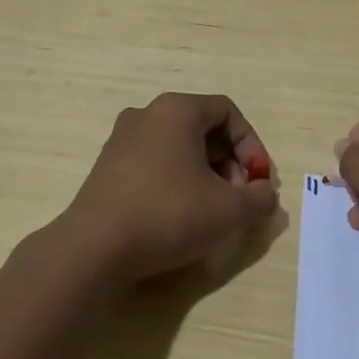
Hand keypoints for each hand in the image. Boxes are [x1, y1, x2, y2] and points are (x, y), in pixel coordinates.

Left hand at [59, 93, 277, 284]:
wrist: (94, 248)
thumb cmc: (168, 214)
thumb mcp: (228, 210)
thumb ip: (259, 198)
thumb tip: (264, 195)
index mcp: (177, 110)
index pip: (228, 112)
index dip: (252, 146)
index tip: (258, 181)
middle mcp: (147, 114)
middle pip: (203, 128)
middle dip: (230, 163)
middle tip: (240, 198)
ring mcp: (122, 139)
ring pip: (179, 147)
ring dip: (206, 174)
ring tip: (214, 211)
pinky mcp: (108, 167)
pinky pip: (155, 163)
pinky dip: (177, 181)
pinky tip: (181, 216)